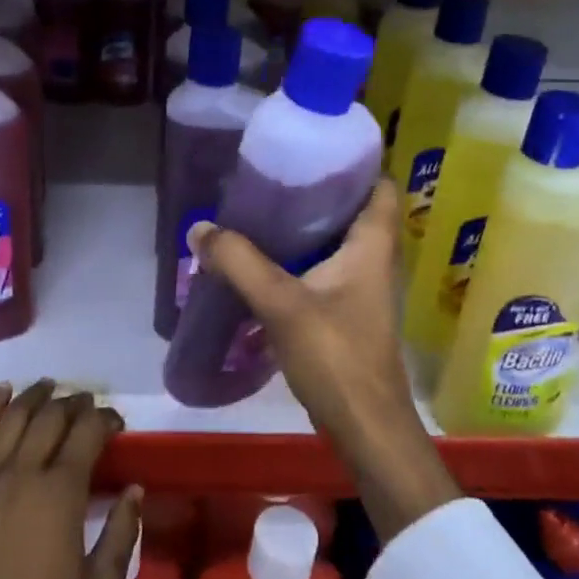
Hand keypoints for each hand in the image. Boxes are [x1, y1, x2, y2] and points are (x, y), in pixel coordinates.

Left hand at [0, 381, 141, 578]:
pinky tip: (3, 391)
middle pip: (51, 417)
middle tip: (89, 405)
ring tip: (51, 387)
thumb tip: (134, 490)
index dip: (105, 419)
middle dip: (75, 404)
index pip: (87, 432)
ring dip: (36, 396)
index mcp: (61, 492)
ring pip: (15, 417)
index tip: (117, 424)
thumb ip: (121, 532)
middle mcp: (25, 472)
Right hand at [188, 179, 459, 540]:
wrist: (365, 429)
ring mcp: (360, 291)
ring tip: (260, 213)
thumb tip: (199, 229)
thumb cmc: (336, 357)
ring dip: (304, 230)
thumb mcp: (281, 303)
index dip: (355, 163)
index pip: (378, 187)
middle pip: (351, 212)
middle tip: (273, 178)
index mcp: (371, 246)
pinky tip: (263, 264)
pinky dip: (297, 262)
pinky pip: (322, 273)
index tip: (314, 149)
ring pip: (334, 244)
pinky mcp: (345, 316)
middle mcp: (372, 262)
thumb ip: (239, 262)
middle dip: (316, 193)